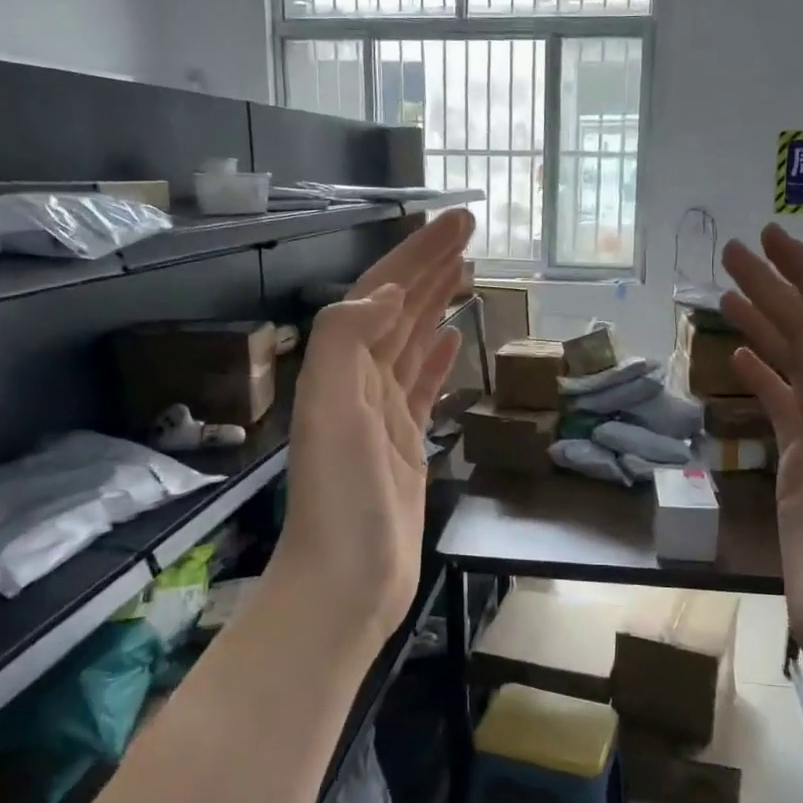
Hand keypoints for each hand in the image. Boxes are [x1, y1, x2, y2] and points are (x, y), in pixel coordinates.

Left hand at [269, 209, 473, 641]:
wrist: (347, 581)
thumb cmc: (342, 498)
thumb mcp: (331, 410)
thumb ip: (347, 341)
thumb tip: (388, 291)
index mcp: (342, 366)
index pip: (383, 291)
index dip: (418, 253)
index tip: (457, 221)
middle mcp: (360, 381)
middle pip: (400, 309)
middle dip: (432, 266)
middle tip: (470, 230)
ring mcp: (384, 413)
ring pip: (414, 341)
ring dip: (437, 303)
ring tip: (467, 273)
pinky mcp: (406, 444)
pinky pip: (423, 385)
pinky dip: (438, 356)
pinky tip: (455, 339)